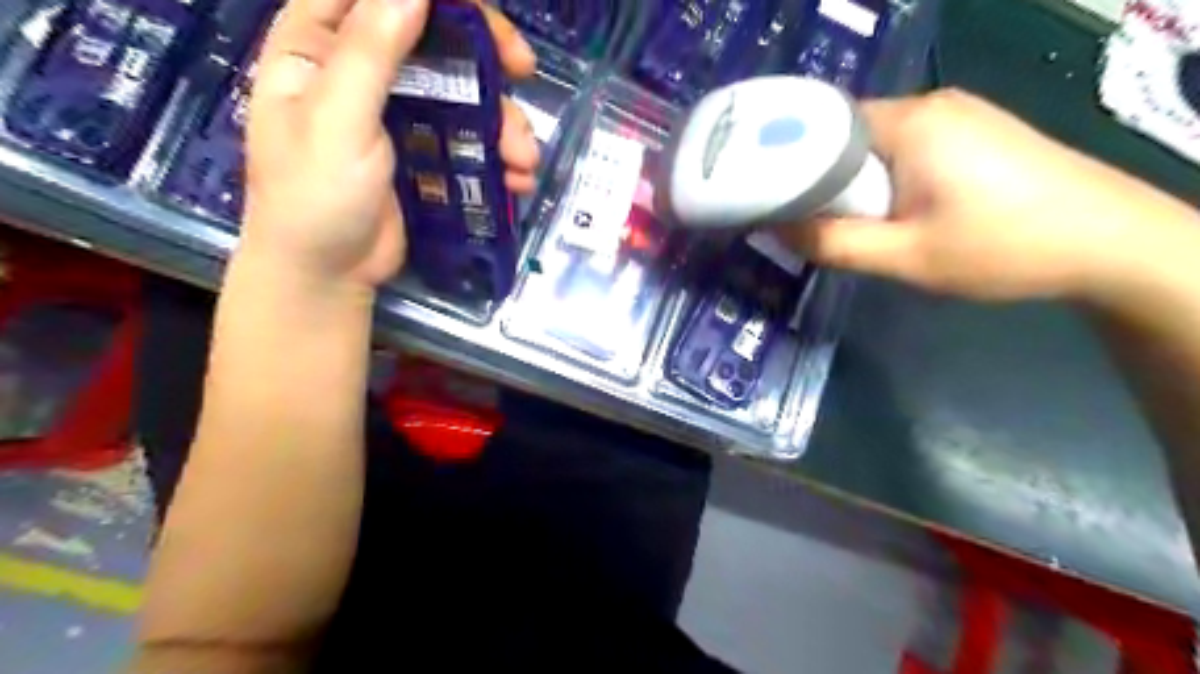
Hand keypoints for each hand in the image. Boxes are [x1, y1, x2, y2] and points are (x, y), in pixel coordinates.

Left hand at [238, 0, 539, 286]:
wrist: (329, 273)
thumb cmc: (314, 195)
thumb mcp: (337, 120)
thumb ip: (371, 51)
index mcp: (322, 43)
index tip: (483, 17)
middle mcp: (364, 69)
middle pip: (435, 36)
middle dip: (486, 54)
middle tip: (523, 71)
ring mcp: (400, 114)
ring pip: (463, 92)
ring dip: (502, 121)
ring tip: (523, 160)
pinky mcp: (426, 152)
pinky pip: (470, 137)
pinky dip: (498, 155)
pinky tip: (516, 179)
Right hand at [780, 87, 1198, 303]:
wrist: (1109, 244)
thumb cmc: (1001, 248)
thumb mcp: (905, 257)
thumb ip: (834, 244)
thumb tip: (773, 228)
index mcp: (911, 122)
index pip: (824, 123)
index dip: (789, 157)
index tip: (765, 192)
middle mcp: (930, 104)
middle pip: (848, 132)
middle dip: (821, 175)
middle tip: (803, 219)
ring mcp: (957, 115)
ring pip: (876, 143)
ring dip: (854, 180)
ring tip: (842, 221)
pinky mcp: (974, 132)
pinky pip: (905, 148)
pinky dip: (883, 177)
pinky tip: (888, 210)